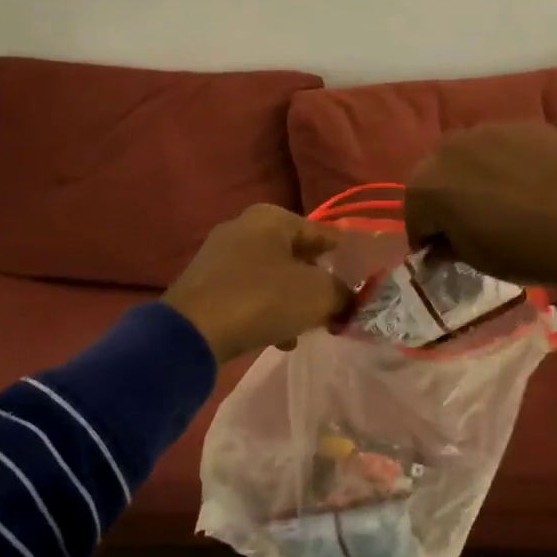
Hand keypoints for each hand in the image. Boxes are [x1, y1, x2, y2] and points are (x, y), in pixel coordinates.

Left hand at [163, 205, 353, 364]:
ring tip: (306, 329)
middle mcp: (244, 228)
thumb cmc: (262, 300)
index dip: (347, 258)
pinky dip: (267, 311)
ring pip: (273, 277)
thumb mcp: (318, 295)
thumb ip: (344, 293)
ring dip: (293, 302)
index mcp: (271, 217)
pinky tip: (278, 339)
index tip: (364, 283)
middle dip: (318, 284)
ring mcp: (220, 256)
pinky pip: (249, 294)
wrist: (192, 333)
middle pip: (297, 255)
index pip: (323, 234)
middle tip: (335, 308)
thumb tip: (349, 299)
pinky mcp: (206, 285)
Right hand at [404, 123, 556, 298]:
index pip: (414, 213)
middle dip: (446, 198)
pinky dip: (506, 162)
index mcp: (427, 186)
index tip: (442, 252)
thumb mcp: (475, 260)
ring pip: (469, 155)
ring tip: (501, 200)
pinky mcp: (524, 124)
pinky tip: (530, 184)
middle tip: (469, 223)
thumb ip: (449, 245)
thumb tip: (442, 244)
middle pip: (436, 175)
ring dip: (474, 175)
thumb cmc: (523, 251)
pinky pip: (503, 145)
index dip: (427, 236)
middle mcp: (449, 148)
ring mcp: (489, 130)